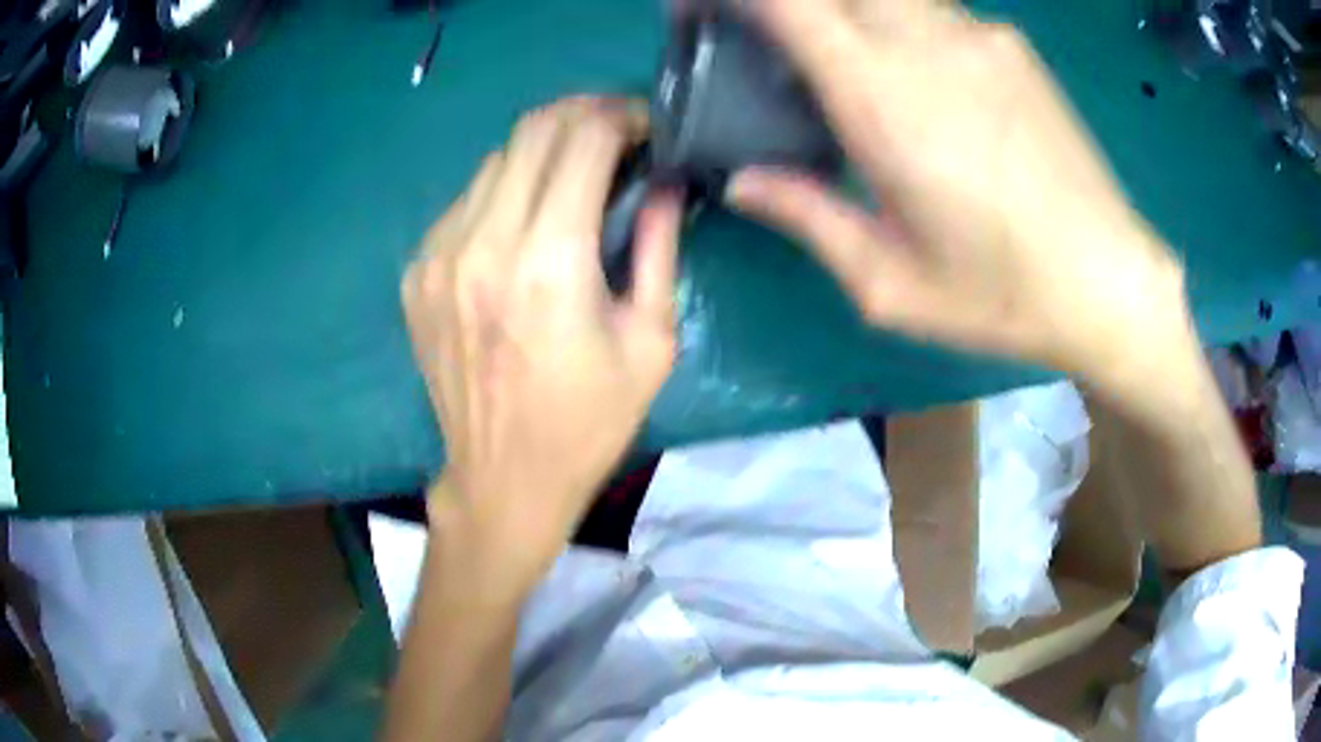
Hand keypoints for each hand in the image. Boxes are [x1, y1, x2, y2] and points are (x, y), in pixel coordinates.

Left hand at [402, 98, 681, 589]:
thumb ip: (659, 247)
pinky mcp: (416, 272)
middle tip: (616, 131)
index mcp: (549, 261)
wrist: (503, 478)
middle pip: (532, 130)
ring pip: (496, 159)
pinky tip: (525, 223)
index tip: (646, 127)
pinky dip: (505, 192)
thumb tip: (662, 182)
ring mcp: (438, 256)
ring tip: (575, 176)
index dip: (622, 116)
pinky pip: (466, 202)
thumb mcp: (652, 341)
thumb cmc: (589, 421)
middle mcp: (483, 244)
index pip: (583, 138)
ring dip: (543, 152)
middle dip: (582, 114)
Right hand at [729, 0, 1191, 393]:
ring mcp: (978, 35)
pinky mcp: (1010, 44)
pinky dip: (889, 17)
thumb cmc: (1003, 296)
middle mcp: (929, 43)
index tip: (693, 7)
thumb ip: (808, 217)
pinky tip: (900, 64)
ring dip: (837, 8)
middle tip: (755, 33)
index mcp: (886, 100)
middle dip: (780, 1)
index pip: (790, 2)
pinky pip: (929, 7)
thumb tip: (741, 182)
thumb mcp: (891, 284)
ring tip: (823, 53)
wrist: (1111, 283)